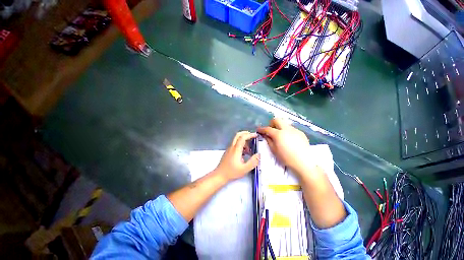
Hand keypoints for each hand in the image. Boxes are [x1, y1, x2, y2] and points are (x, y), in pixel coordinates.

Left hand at [214, 131, 260, 181]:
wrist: (219, 175)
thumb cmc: (232, 172)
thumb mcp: (245, 169)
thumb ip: (253, 162)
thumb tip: (258, 154)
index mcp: (236, 149)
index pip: (242, 137)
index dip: (250, 135)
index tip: (256, 135)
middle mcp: (232, 147)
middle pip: (238, 135)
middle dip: (246, 133)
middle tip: (252, 136)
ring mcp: (229, 149)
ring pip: (236, 139)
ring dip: (243, 140)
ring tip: (250, 149)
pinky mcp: (228, 152)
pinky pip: (235, 144)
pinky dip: (241, 144)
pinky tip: (244, 153)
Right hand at [257, 119, 312, 177]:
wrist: (304, 162)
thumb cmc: (286, 158)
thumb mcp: (274, 150)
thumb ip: (268, 140)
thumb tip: (265, 135)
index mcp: (279, 134)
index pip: (267, 128)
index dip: (262, 129)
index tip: (258, 130)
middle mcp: (287, 129)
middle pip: (277, 120)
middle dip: (271, 123)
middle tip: (270, 130)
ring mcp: (295, 130)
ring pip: (285, 123)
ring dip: (280, 127)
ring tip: (280, 135)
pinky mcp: (301, 133)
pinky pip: (291, 129)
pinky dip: (287, 131)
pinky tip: (288, 139)